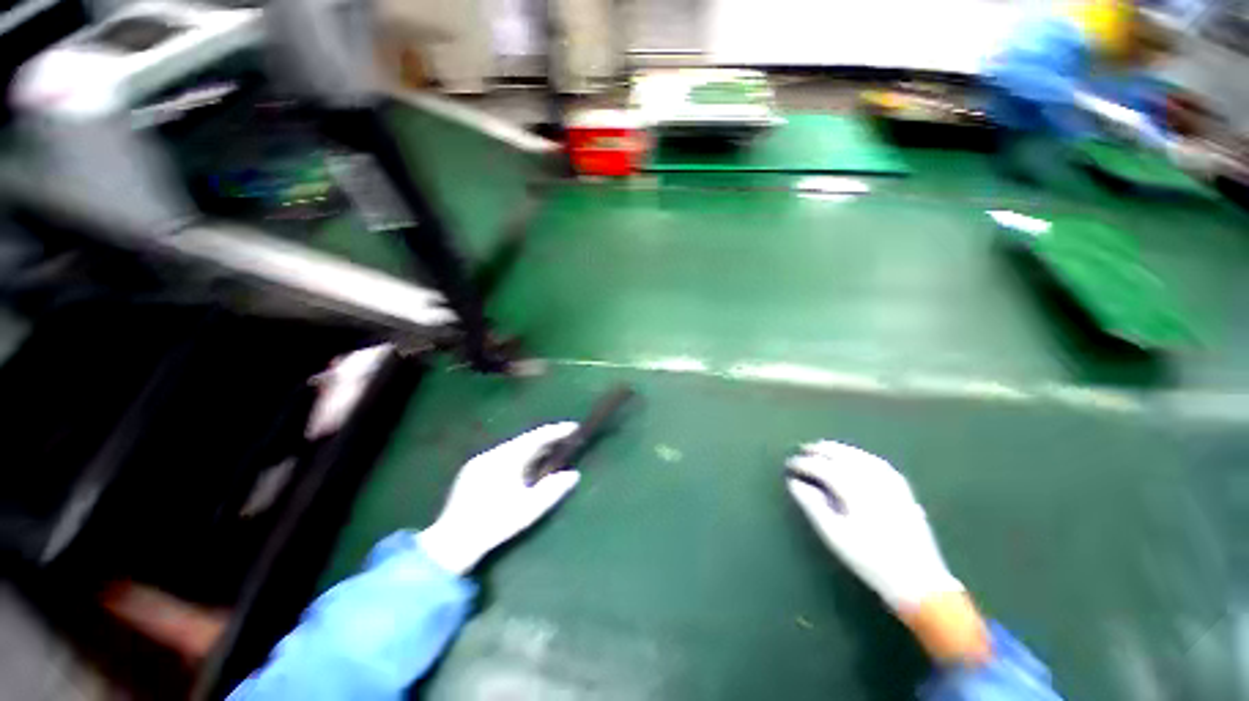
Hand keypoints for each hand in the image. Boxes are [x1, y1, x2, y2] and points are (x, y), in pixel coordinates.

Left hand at [418, 423, 580, 574]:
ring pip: (513, 448)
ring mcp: (480, 461)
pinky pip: (503, 456)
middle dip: (546, 439)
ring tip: (550, 453)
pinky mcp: (472, 472)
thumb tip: (574, 474)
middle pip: (525, 440)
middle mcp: (493, 453)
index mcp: (507, 458)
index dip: (558, 431)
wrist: (452, 543)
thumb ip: (554, 490)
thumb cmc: (495, 524)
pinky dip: (519, 456)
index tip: (575, 427)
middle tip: (566, 441)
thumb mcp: (529, 509)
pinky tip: (525, 468)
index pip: (537, 436)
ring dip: (532, 448)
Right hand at [785, 440, 962, 611]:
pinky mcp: (903, 490)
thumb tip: (794, 483)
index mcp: (855, 490)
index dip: (804, 463)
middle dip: (820, 450)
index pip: (823, 467)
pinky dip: (861, 455)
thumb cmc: (870, 559)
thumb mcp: (834, 535)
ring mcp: (891, 483)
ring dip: (839, 449)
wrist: (918, 580)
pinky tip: (855, 458)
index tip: (789, 465)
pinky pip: (878, 463)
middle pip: (842, 455)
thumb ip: (812, 505)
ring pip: (860, 455)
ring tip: (823, 448)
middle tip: (803, 449)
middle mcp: (873, 480)